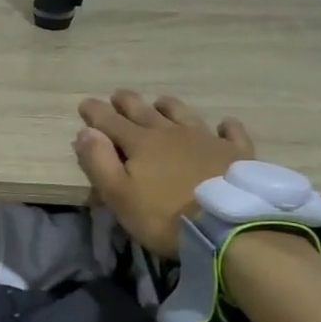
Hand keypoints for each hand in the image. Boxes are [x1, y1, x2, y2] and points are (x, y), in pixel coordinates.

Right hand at [73, 91, 254, 257]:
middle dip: (128, 102)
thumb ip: (99, 162)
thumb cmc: (163, 216)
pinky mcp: (235, 154)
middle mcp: (171, 133)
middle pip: (145, 112)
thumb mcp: (119, 195)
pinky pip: (231, 133)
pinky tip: (224, 123)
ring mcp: (206, 140)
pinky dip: (226, 126)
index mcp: (140, 143)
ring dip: (168, 106)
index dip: (96, 112)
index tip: (85, 103)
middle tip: (118, 95)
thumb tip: (85, 132)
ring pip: (183, 115)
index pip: (111, 122)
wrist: (226, 226)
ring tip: (161, 101)